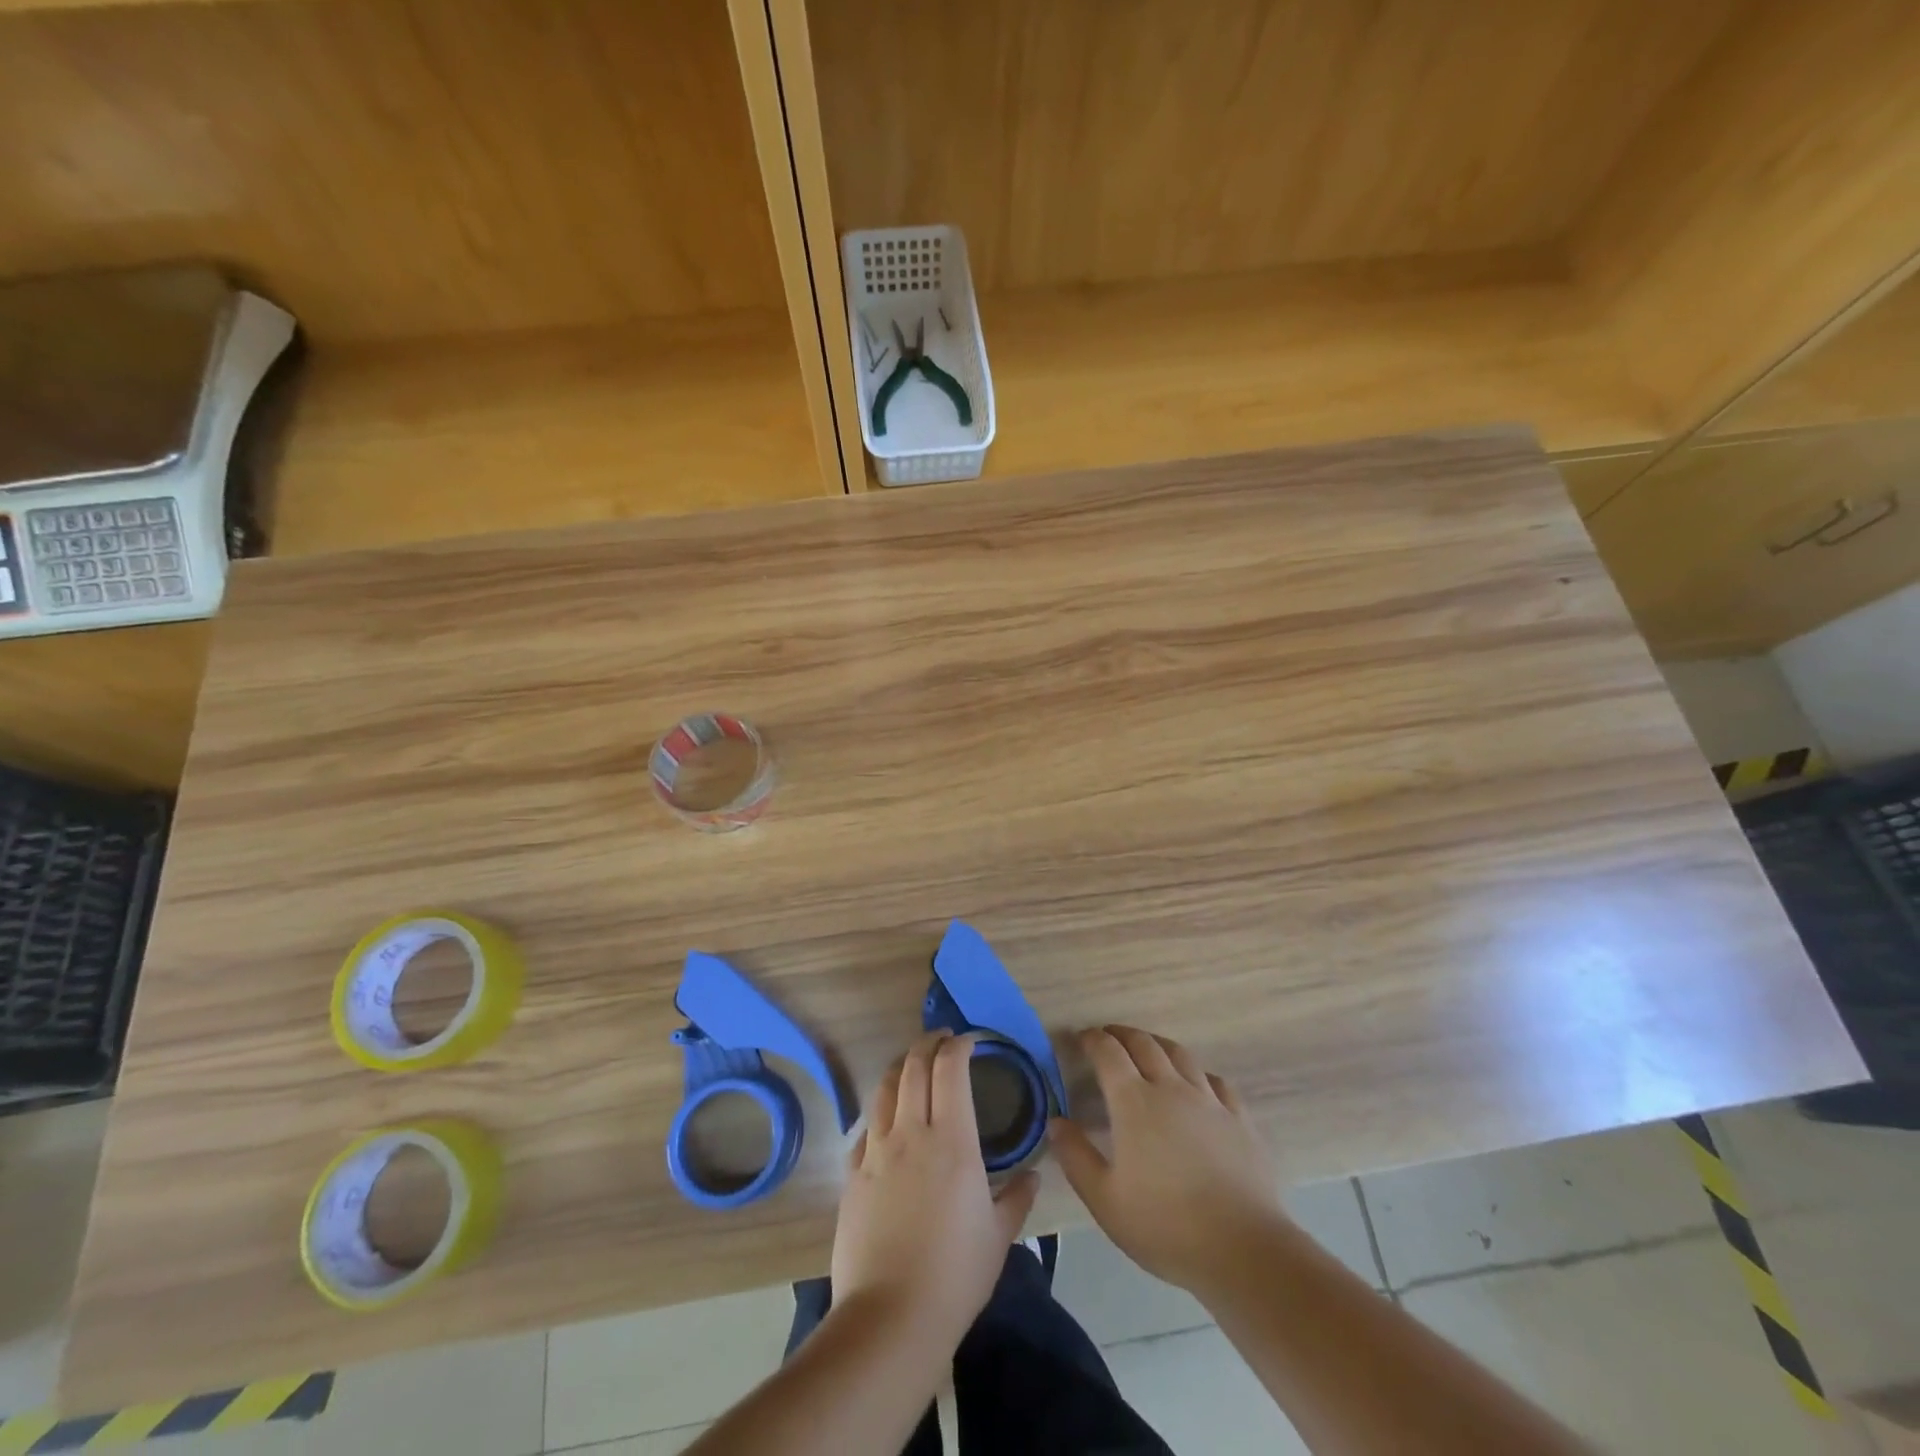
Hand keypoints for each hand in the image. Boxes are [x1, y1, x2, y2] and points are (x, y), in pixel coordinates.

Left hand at [831, 1031, 1039, 1349]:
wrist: (891, 1317)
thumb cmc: (955, 1275)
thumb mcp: (999, 1237)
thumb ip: (1017, 1197)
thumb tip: (1033, 1174)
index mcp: (952, 1141)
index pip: (950, 1070)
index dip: (958, 1047)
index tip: (969, 1042)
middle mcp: (911, 1133)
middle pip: (913, 1067)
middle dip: (928, 1044)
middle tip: (942, 1040)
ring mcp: (876, 1152)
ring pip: (885, 1089)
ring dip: (900, 1068)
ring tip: (912, 1065)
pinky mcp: (852, 1175)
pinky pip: (865, 1128)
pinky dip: (880, 1113)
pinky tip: (886, 1122)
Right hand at [1049, 1025, 1286, 1298]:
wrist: (1243, 1250)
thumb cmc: (1165, 1226)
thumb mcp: (1104, 1199)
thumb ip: (1075, 1156)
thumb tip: (1056, 1121)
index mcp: (1134, 1102)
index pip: (1108, 1053)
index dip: (1092, 1039)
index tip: (1081, 1038)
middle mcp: (1171, 1088)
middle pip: (1144, 1043)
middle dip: (1122, 1034)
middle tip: (1108, 1037)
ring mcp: (1209, 1100)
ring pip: (1180, 1054)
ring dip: (1158, 1044)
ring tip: (1148, 1049)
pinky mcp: (1239, 1119)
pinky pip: (1216, 1081)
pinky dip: (1198, 1073)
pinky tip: (1197, 1085)